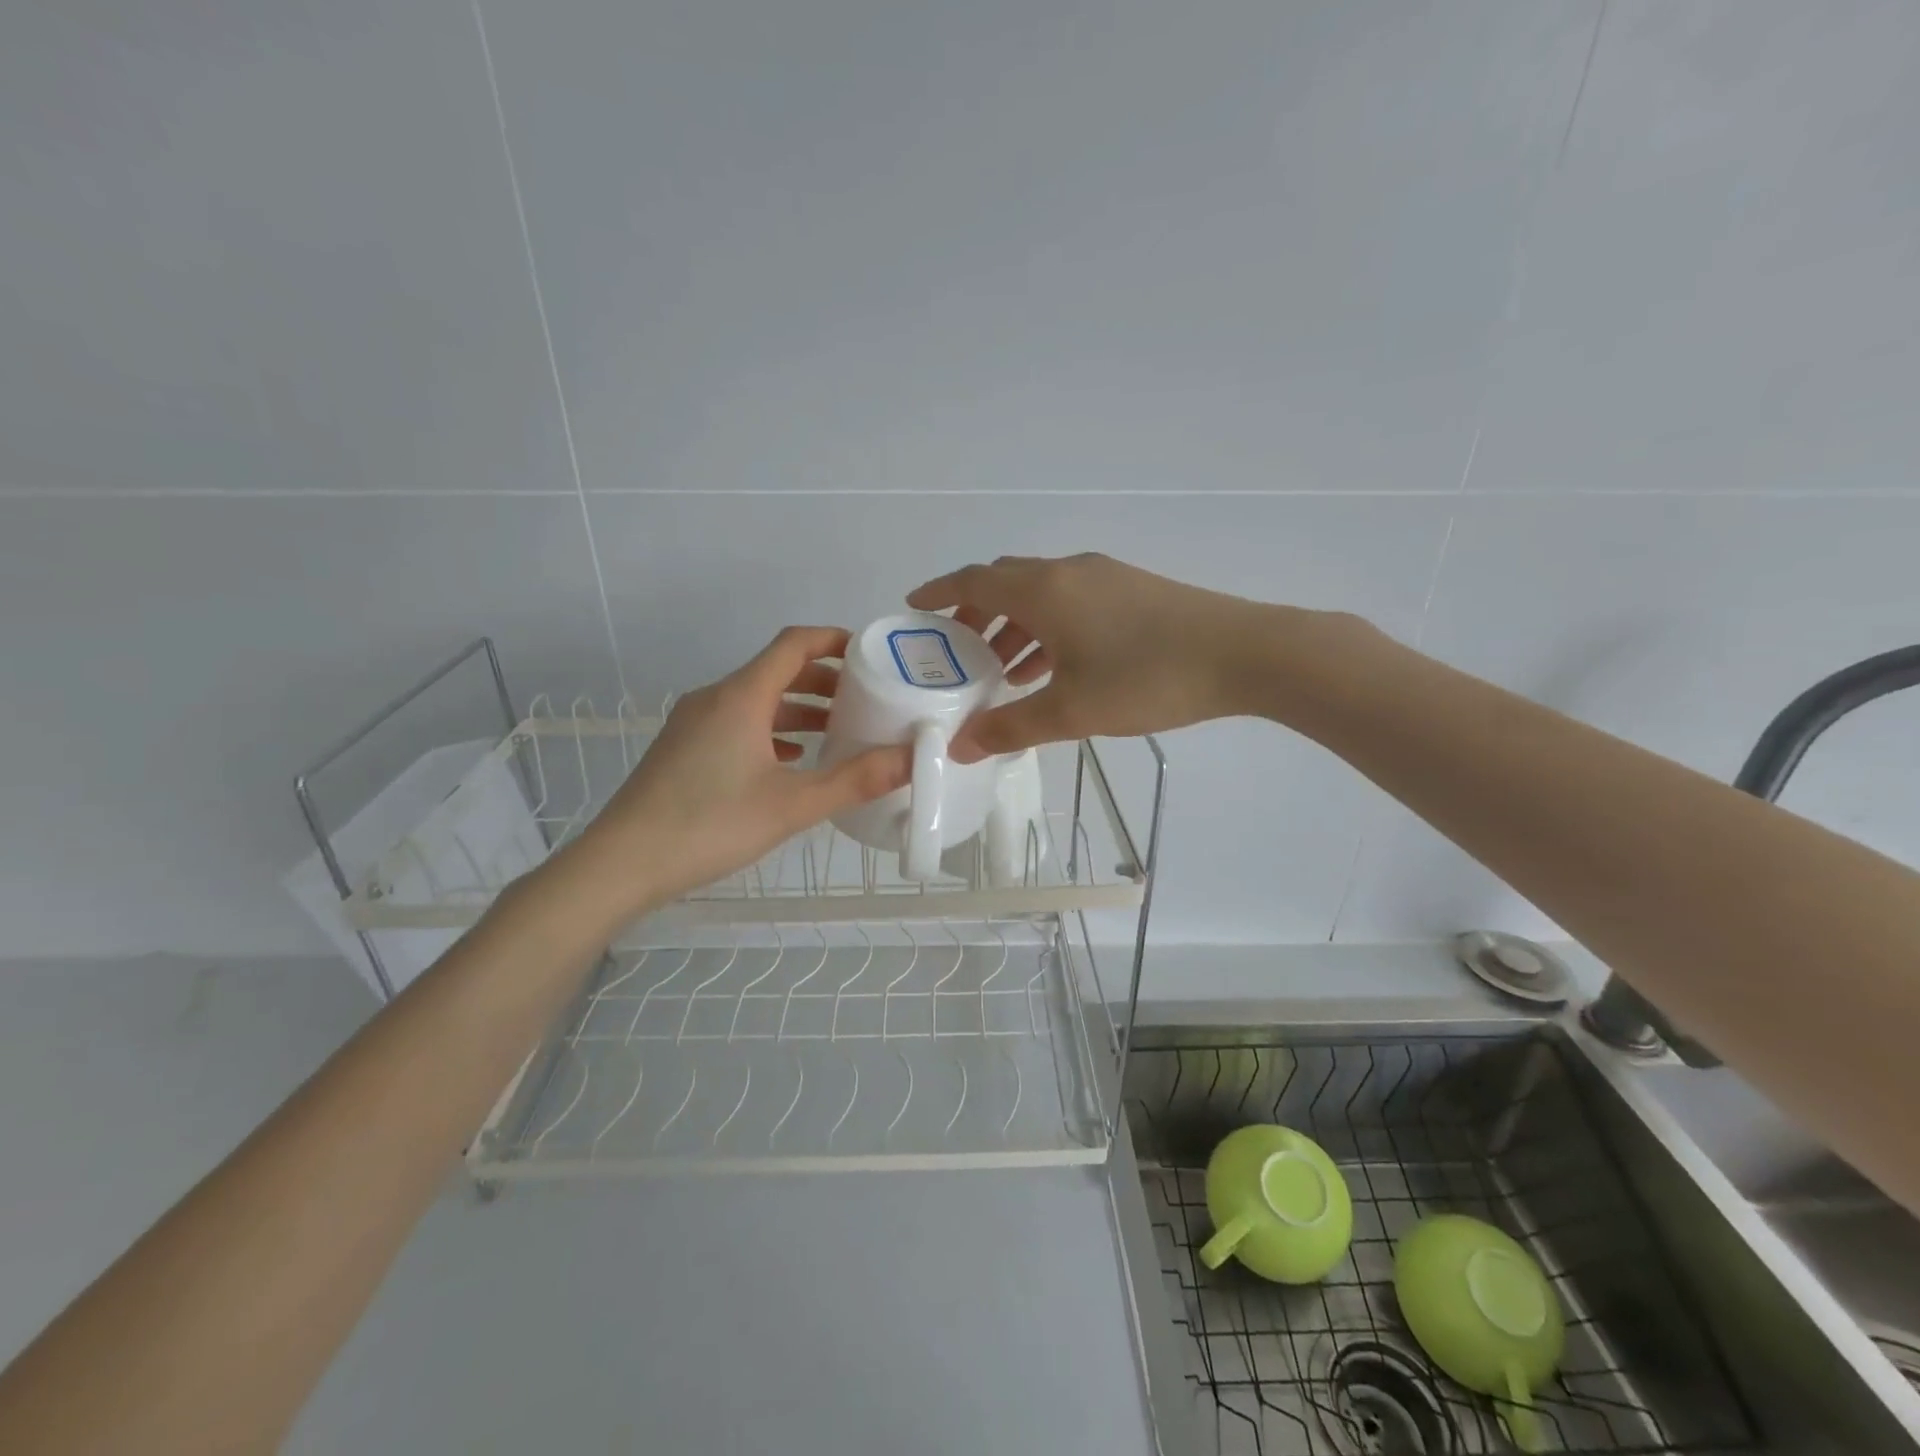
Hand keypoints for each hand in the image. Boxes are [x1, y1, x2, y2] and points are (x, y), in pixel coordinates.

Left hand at [577, 627, 910, 908]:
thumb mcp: (792, 805)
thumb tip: (912, 758)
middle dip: (823, 679)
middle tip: (865, 698)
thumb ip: (855, 780)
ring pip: (756, 700)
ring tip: (838, 730)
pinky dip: (772, 730)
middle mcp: (715, 698)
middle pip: (776, 670)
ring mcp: (694, 723)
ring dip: (798, 708)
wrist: (622, 863)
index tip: (870, 654)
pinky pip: (737, 723)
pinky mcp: (684, 749)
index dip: (834, 640)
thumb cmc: (710, 825)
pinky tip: (792, 760)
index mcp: (741, 696)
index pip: (793, 644)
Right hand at [907, 553, 1268, 760]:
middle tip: (956, 652)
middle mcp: (1068, 571)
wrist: (1243, 654)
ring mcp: (1104, 577)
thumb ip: (1010, 727)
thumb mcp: (1070, 711)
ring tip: (1001, 671)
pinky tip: (1053, 667)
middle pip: (1005, 582)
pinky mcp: (1132, 590)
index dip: (939, 592)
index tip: (913, 608)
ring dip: (1014, 626)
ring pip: (1041, 595)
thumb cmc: (1146, 678)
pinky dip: (1048, 628)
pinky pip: (1071, 603)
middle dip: (975, 614)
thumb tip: (960, 746)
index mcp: (1043, 590)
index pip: (974, 580)